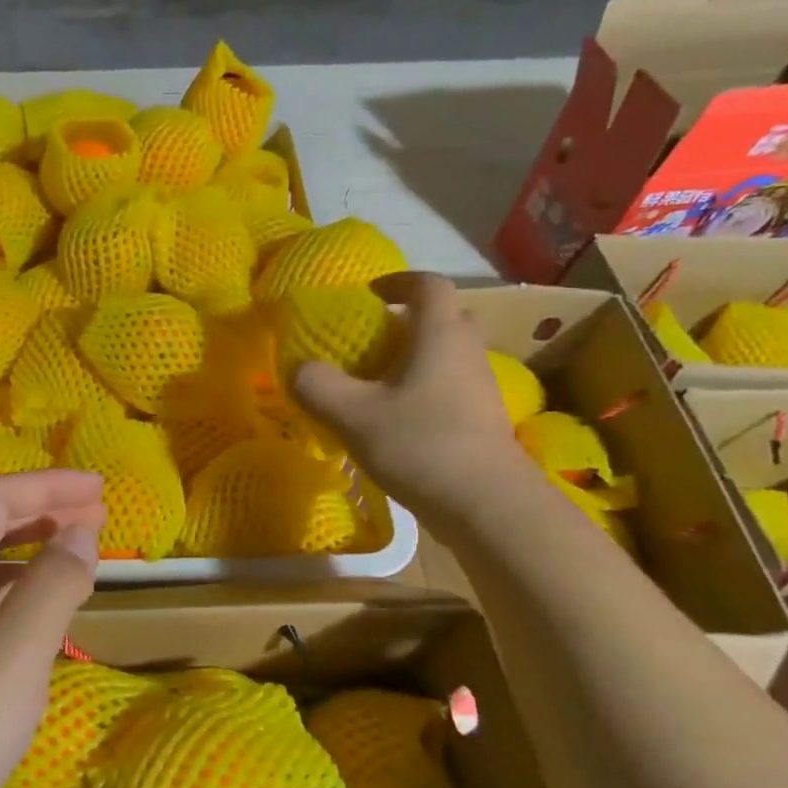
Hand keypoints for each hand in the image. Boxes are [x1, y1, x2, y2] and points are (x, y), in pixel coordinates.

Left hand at [0, 471, 104, 787]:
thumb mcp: (16, 652)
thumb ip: (54, 585)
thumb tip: (81, 532)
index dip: (49, 486)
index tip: (99, 488)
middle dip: (44, 513)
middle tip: (98, 514)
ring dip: (33, 552)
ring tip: (79, 552)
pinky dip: (19, 592)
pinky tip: (42, 609)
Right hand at [294, 272, 530, 521]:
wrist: (488, 507)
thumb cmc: (420, 445)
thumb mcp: (352, 414)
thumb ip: (317, 385)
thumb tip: (299, 368)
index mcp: (441, 335)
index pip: (429, 284)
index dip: (398, 280)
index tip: (369, 293)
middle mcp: (467, 352)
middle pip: (444, 318)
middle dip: (408, 320)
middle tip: (371, 340)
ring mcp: (481, 388)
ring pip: (447, 356)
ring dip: (415, 359)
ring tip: (375, 384)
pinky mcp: (483, 421)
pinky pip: (450, 387)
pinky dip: (424, 390)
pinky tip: (396, 421)